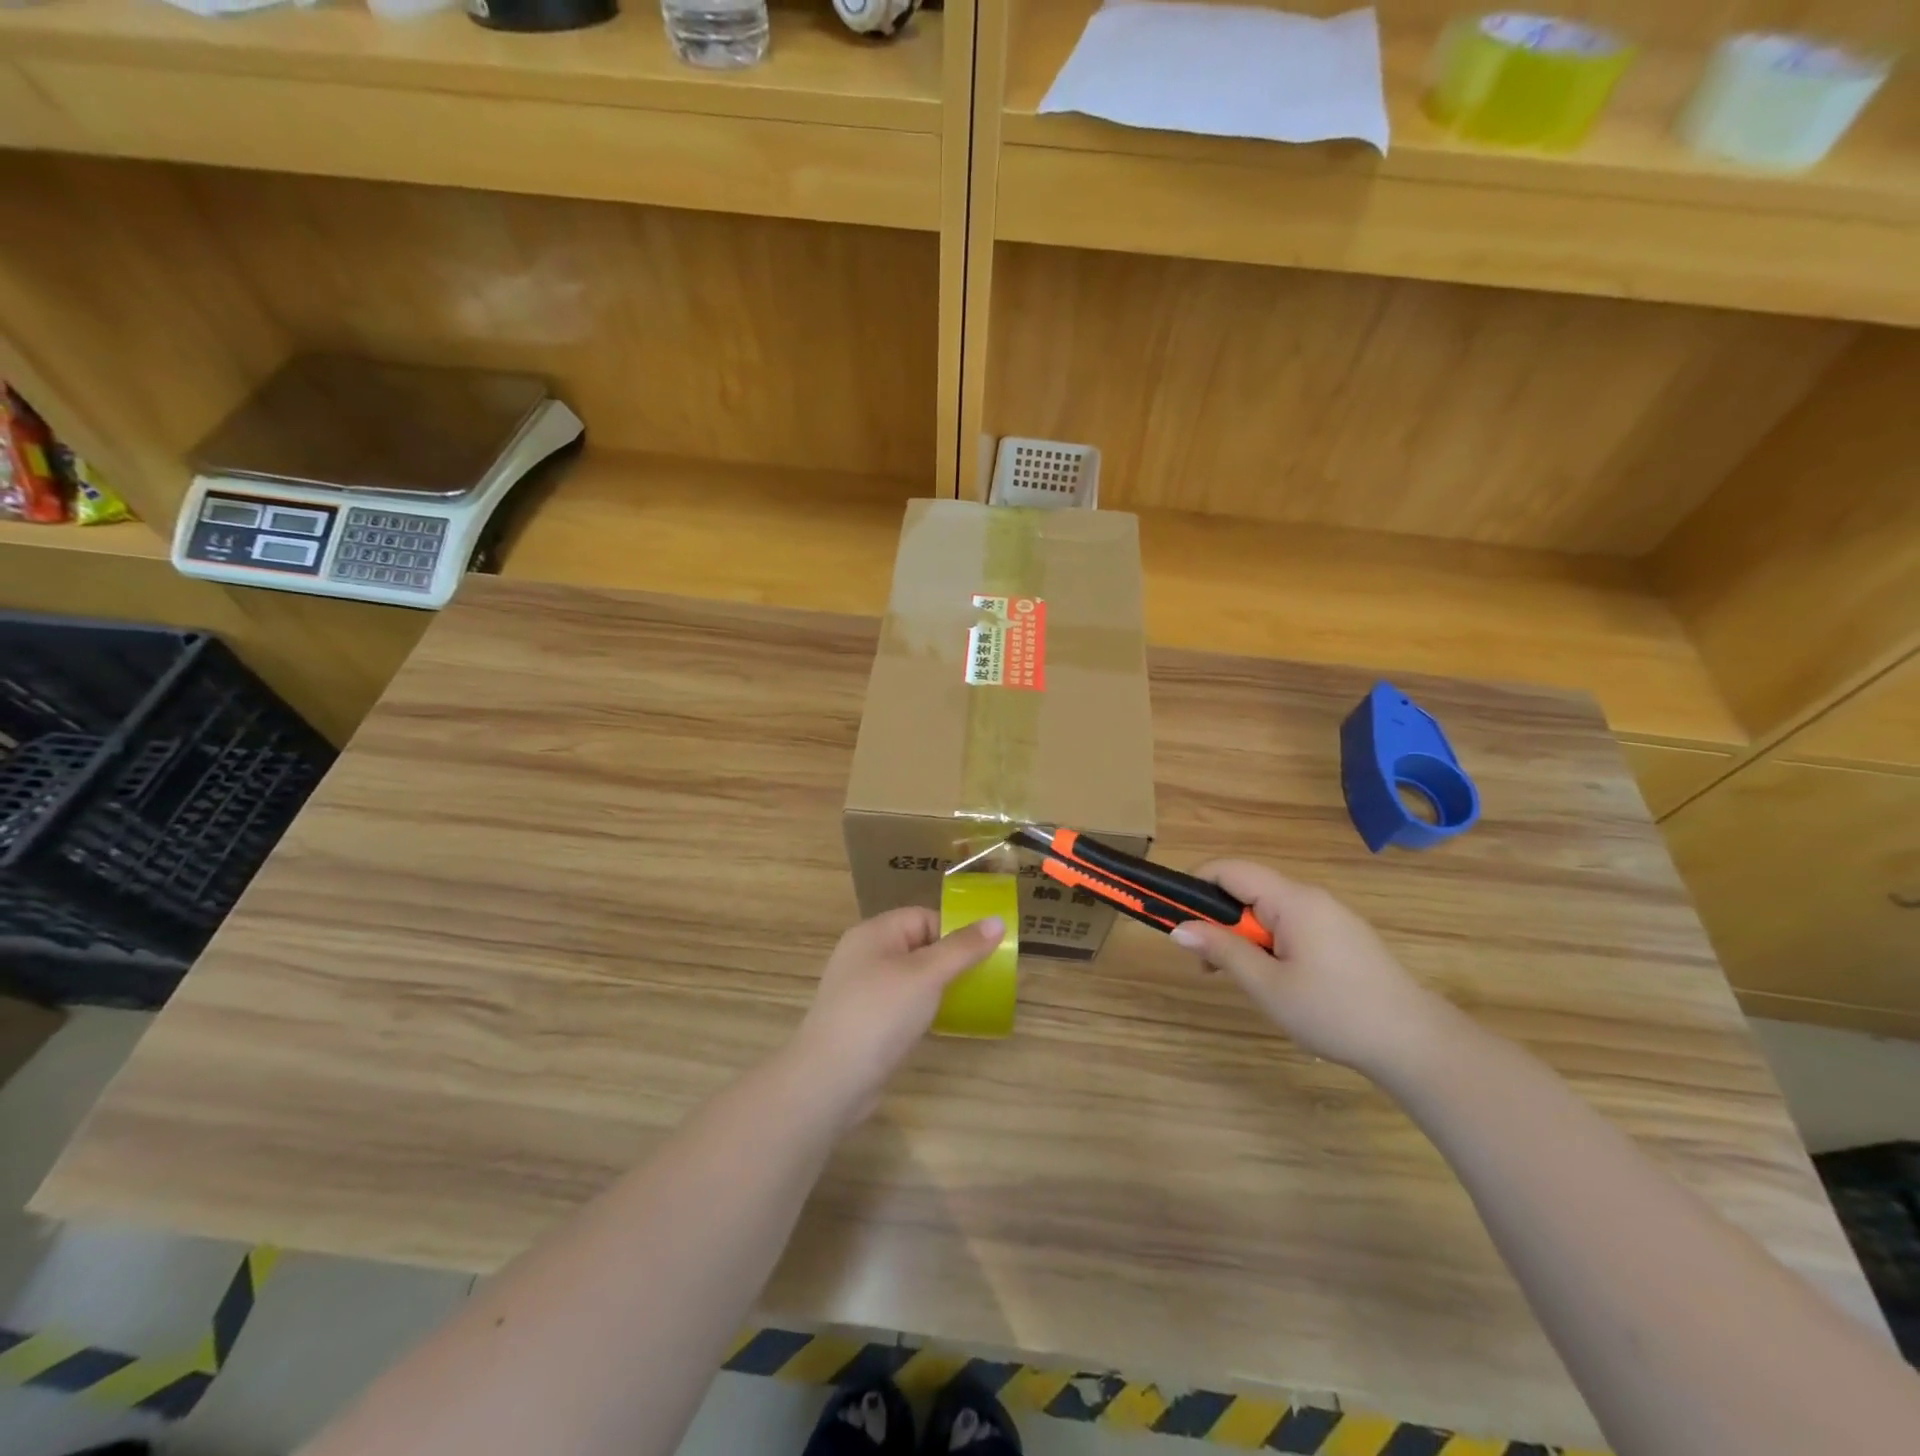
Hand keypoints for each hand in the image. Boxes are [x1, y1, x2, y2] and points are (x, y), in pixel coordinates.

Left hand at [792, 907, 1004, 1124]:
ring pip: (911, 977)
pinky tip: (940, 1024)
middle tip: (983, 980)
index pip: (923, 917)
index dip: (954, 932)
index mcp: (874, 933)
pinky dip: (923, 1009)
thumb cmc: (880, 1014)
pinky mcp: (865, 1022)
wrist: (830, 1081)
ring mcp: (862, 990)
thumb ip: (962, 948)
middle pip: (918, 945)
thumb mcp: (927, 975)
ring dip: (939, 987)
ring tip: (968, 1002)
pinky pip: (902, 1004)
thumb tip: (997, 920)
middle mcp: (865, 955)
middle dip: (950, 960)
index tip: (983, 955)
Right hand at [1168, 861, 1448, 1075]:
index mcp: (1291, 900)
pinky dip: (1269, 944)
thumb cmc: (1334, 1011)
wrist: (1416, 1044)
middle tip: (1205, 965)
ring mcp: (1330, 917)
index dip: (1195, 885)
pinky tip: (1274, 981)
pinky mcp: (1343, 937)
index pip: (1230, 869)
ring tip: (1238, 979)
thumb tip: (1178, 929)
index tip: (1174, 917)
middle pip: (1247, 890)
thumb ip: (1222, 951)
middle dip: (1218, 921)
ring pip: (1268, 911)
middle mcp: (1310, 897)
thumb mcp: (1267, 985)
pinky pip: (1291, 926)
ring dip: (1243, 937)